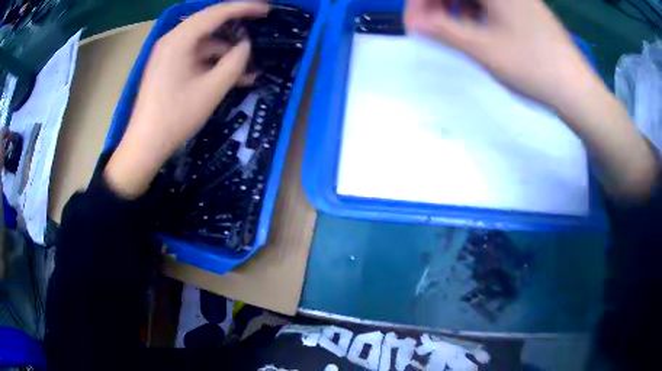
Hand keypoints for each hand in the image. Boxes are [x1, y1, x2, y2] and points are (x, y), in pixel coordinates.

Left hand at [105, 2, 268, 198]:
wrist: (145, 144)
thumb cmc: (176, 116)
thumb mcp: (212, 89)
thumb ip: (234, 62)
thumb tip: (246, 45)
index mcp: (179, 40)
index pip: (216, 13)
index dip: (244, 8)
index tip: (266, 10)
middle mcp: (172, 40)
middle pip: (209, 24)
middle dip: (235, 26)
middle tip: (259, 26)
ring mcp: (168, 54)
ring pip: (203, 43)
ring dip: (226, 52)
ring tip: (248, 68)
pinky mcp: (168, 67)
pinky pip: (195, 57)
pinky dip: (212, 63)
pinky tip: (231, 77)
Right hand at [405, 0, 600, 110]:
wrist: (577, 90)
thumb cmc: (533, 67)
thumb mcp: (484, 49)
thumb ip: (444, 31)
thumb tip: (414, 23)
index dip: (420, 2)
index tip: (414, 26)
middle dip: (436, 5)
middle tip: (429, 29)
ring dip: (453, 9)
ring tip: (451, 32)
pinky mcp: (523, 8)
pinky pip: (489, 3)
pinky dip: (473, 13)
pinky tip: (474, 31)